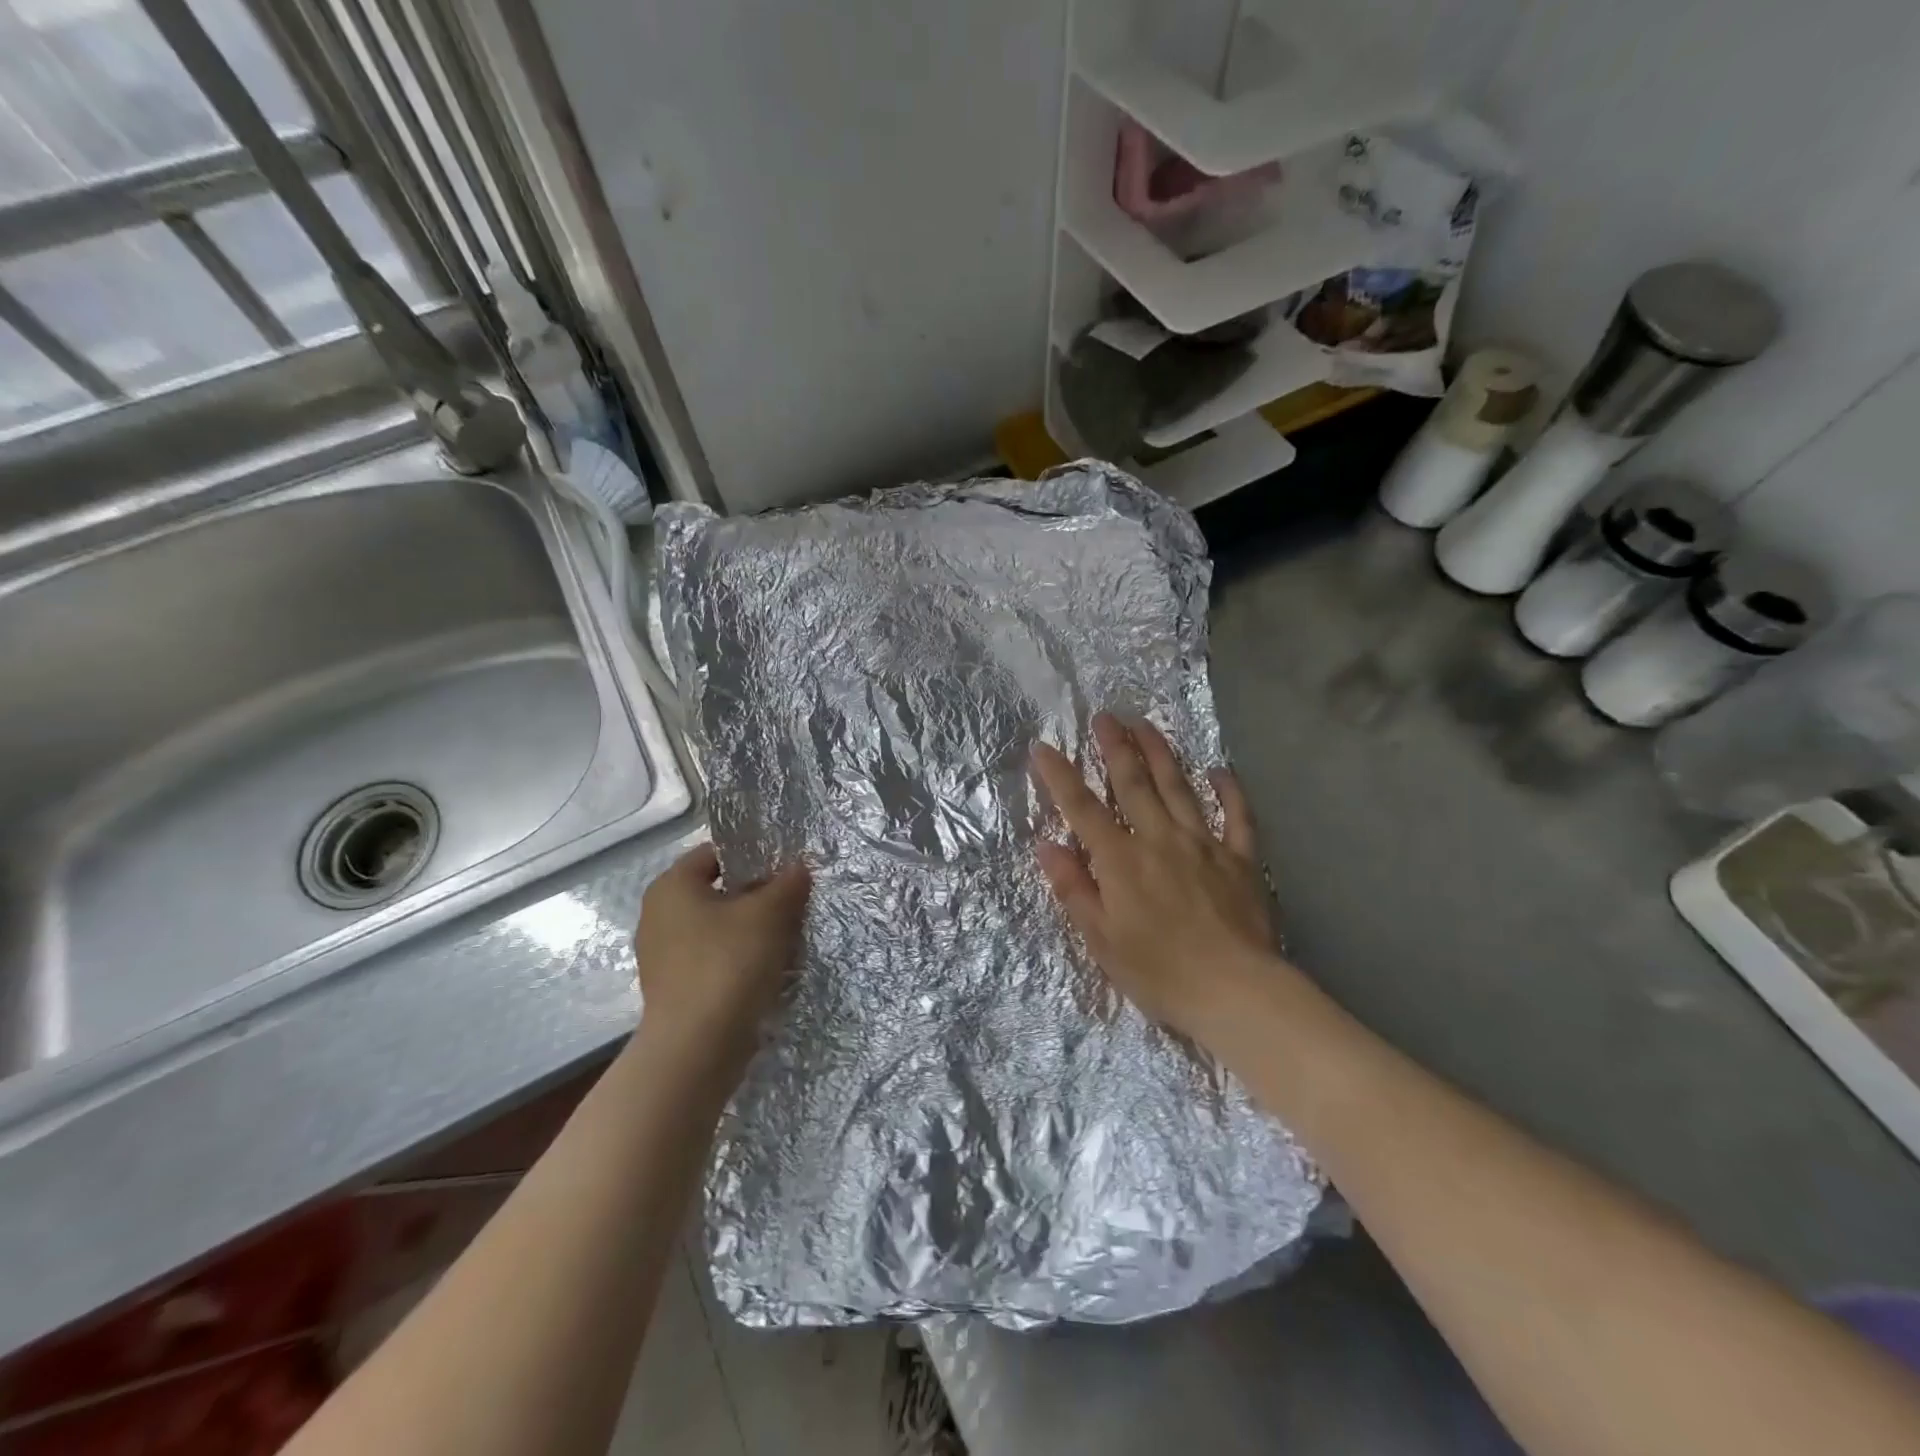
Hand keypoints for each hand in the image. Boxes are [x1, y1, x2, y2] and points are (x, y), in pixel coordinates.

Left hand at [631, 842, 810, 1083]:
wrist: (696, 1048)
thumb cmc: (728, 964)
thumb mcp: (769, 914)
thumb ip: (788, 883)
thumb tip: (799, 866)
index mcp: (671, 886)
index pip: (715, 853)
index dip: (754, 855)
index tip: (787, 867)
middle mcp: (658, 915)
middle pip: (718, 891)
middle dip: (757, 895)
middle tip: (794, 901)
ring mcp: (662, 956)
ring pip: (718, 928)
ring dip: (751, 930)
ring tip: (788, 937)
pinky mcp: (674, 989)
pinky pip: (713, 959)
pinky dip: (738, 960)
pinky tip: (768, 970)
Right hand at [1031, 713, 1288, 1046]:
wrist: (1236, 991)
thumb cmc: (1160, 972)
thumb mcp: (1101, 939)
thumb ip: (1074, 889)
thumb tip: (1048, 845)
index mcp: (1121, 860)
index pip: (1082, 809)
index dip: (1060, 776)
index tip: (1043, 747)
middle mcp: (1159, 839)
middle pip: (1133, 784)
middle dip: (1115, 747)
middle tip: (1105, 716)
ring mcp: (1204, 844)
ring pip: (1179, 788)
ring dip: (1160, 753)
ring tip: (1146, 724)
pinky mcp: (1240, 859)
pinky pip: (1237, 816)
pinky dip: (1230, 790)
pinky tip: (1220, 770)